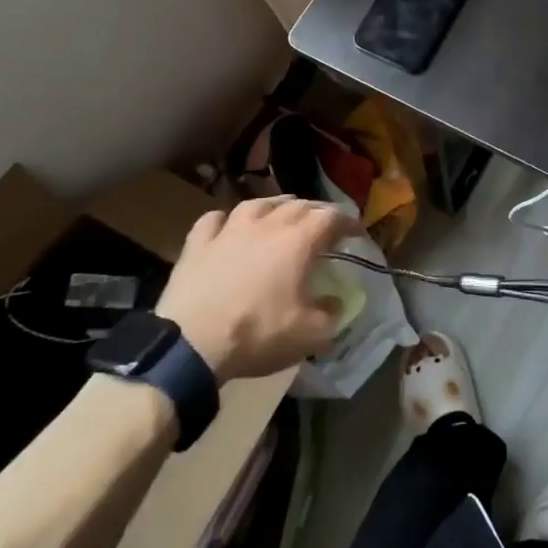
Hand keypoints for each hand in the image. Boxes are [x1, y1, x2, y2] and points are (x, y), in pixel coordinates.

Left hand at [156, 196, 354, 383]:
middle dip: (316, 211)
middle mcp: (266, 224)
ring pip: (257, 203)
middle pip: (298, 205)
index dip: (347, 222)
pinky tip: (228, 226)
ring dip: (275, 205)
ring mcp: (228, 230)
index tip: (356, 233)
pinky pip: (215, 220)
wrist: (191, 343)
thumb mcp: (310, 335)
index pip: (331, 217)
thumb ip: (331, 314)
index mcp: (298, 241)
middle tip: (324, 225)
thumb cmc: (257, 334)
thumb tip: (335, 302)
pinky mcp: (197, 243)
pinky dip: (226, 220)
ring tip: (282, 212)